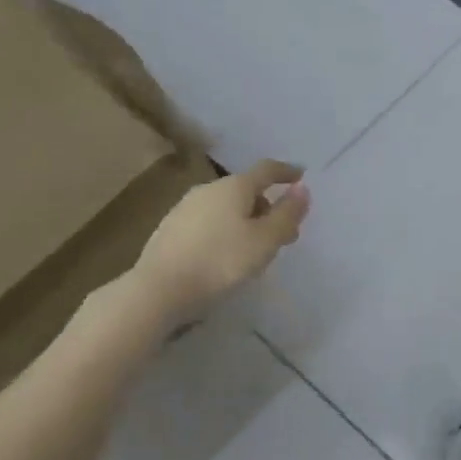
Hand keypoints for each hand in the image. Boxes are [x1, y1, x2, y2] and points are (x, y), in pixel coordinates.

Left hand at [127, 160, 310, 326]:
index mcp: (234, 186)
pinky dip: (225, 230)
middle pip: (246, 190)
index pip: (267, 170)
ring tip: (256, 249)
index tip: (301, 177)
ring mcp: (185, 208)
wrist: (158, 290)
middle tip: (284, 232)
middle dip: (268, 206)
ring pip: (226, 207)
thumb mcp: (265, 241)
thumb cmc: (220, 262)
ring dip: (246, 221)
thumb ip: (287, 214)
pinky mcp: (170, 229)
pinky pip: (209, 221)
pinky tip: (226, 255)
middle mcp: (208, 189)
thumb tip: (303, 189)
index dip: (286, 172)